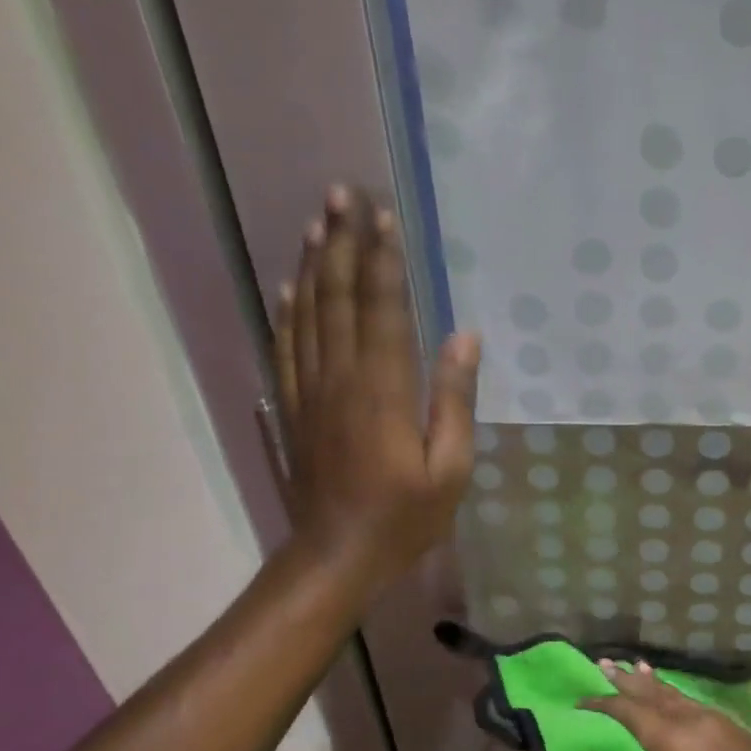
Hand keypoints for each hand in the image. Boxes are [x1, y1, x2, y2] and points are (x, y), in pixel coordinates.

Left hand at [271, 186, 480, 595]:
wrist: (335, 556)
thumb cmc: (405, 517)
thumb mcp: (450, 467)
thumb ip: (455, 400)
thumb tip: (465, 337)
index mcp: (383, 390)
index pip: (382, 309)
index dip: (383, 260)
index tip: (385, 217)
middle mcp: (340, 379)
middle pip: (339, 298)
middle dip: (342, 243)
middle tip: (342, 195)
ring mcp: (308, 392)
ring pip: (308, 314)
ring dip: (313, 264)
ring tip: (318, 222)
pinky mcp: (291, 408)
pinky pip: (286, 347)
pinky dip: (287, 310)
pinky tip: (291, 284)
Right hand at [584, 661, 750, 750]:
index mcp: (675, 742)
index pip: (630, 713)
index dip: (603, 704)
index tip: (579, 699)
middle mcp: (694, 720)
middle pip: (652, 693)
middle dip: (625, 680)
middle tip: (602, 663)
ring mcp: (718, 721)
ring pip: (675, 694)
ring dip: (650, 683)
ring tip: (632, 667)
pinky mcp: (734, 729)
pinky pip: (693, 701)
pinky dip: (674, 693)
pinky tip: (671, 694)